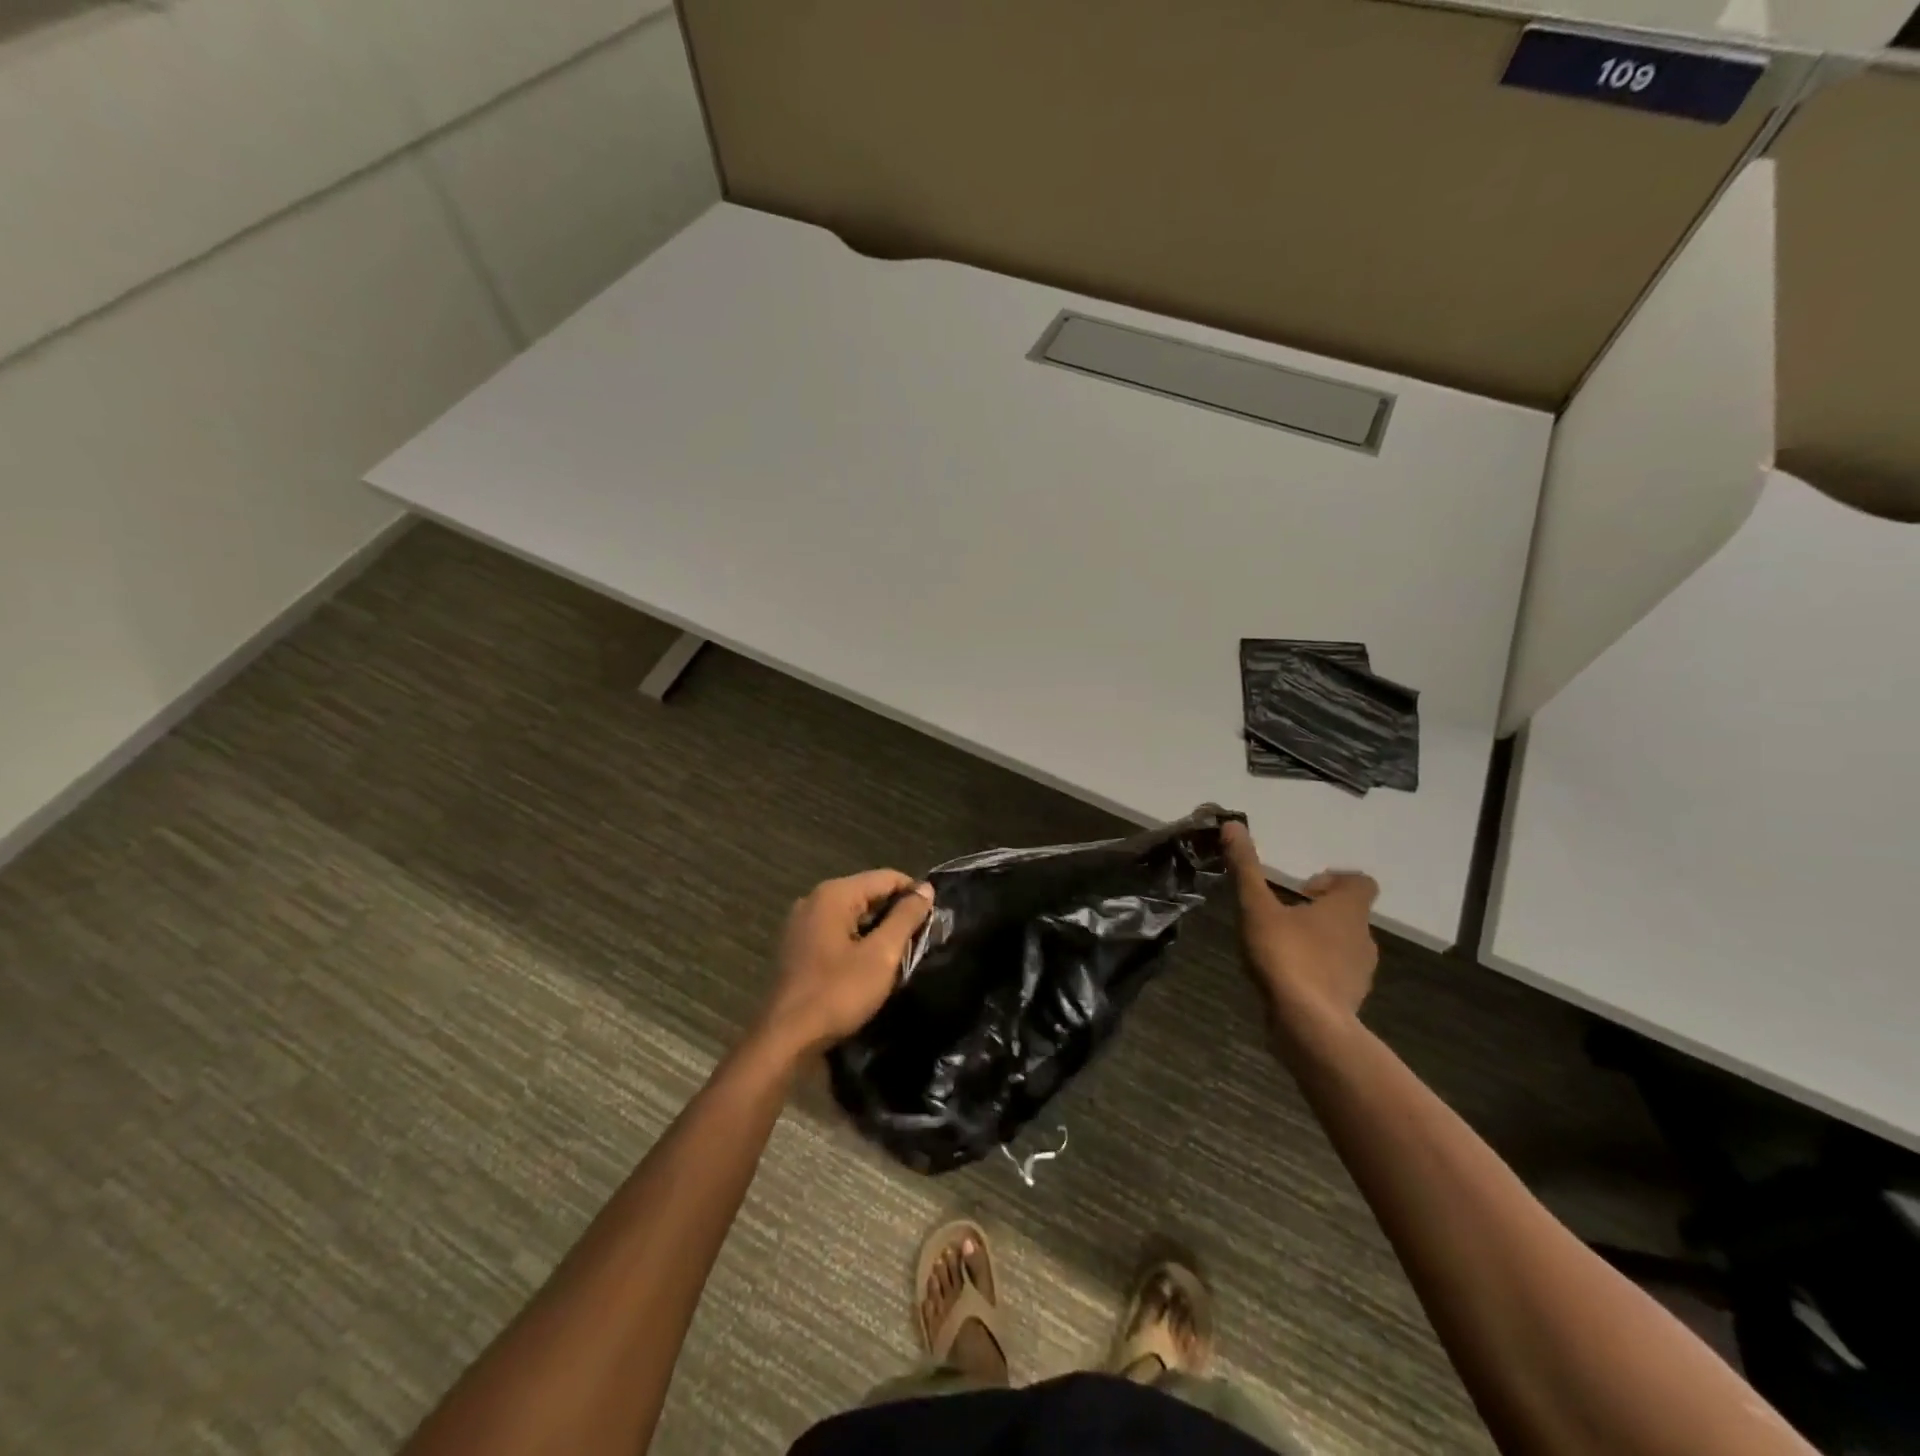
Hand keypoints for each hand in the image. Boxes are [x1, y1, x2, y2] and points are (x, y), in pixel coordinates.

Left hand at [755, 870, 933, 1059]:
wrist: (786, 1038)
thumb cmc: (838, 993)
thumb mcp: (882, 955)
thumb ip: (905, 917)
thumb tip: (925, 888)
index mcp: (834, 894)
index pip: (886, 877)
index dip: (915, 893)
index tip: (935, 918)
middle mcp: (814, 899)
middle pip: (867, 893)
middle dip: (895, 912)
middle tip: (921, 939)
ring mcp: (801, 923)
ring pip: (852, 914)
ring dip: (877, 929)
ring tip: (901, 952)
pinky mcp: (797, 946)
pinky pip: (836, 931)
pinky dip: (857, 940)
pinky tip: (870, 963)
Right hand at [1221, 822, 1379, 1038]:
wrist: (1309, 1026)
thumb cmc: (1287, 957)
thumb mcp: (1257, 907)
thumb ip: (1246, 867)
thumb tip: (1233, 824)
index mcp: (1348, 910)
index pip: (1361, 882)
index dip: (1334, 880)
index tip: (1301, 889)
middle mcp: (1363, 937)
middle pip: (1349, 914)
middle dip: (1318, 911)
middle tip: (1283, 914)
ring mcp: (1360, 972)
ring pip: (1343, 945)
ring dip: (1317, 941)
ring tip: (1280, 946)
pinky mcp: (1349, 999)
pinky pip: (1336, 974)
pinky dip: (1316, 970)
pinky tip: (1286, 976)